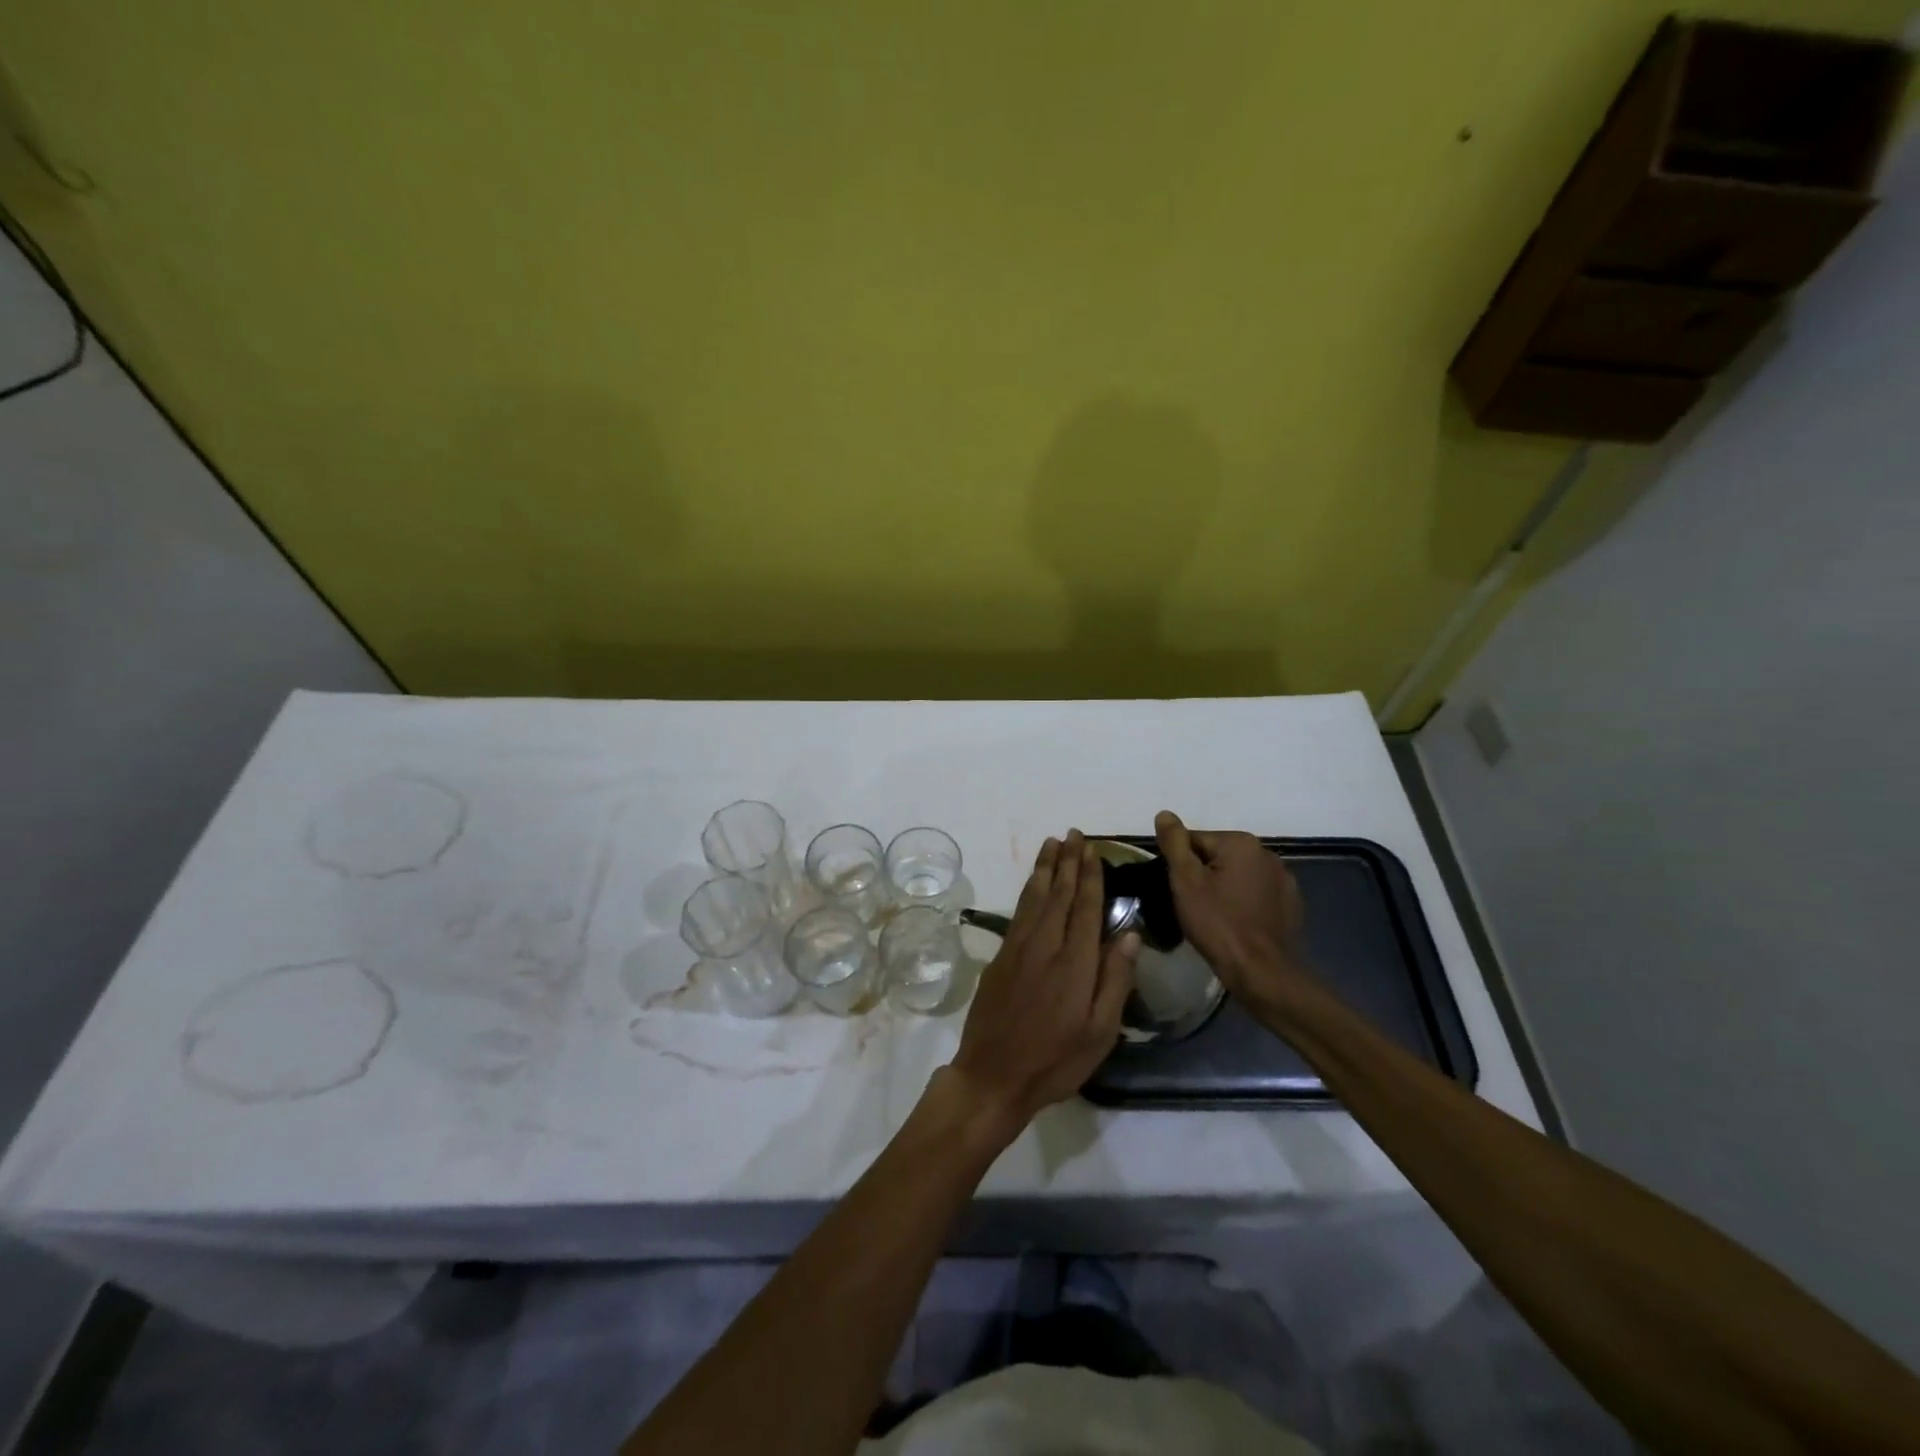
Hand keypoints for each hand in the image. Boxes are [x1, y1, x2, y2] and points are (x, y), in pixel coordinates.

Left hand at [948, 831, 1137, 1141]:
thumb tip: (1130, 933)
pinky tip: (1034, 882)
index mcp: (1075, 963)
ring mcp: (1018, 948)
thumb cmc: (1056, 1060)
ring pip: (1036, 897)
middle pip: (1060, 894)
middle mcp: (1046, 945)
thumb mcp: (1100, 1032)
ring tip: (1052, 844)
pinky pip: (1018, 911)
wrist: (993, 1076)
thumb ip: (1115, 979)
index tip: (1093, 850)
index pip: (1086, 908)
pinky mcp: (1000, 956)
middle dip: (1068, 862)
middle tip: (1074, 834)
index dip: (1091, 877)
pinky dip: (1028, 890)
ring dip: (1046, 868)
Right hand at [1155, 810, 1309, 1009]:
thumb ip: (1174, 843)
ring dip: (1224, 887)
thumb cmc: (1218, 924)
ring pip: (1238, 875)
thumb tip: (1165, 814)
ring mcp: (1283, 879)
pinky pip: (1256, 893)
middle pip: (1218, 855)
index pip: (1195, 840)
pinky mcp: (1291, 903)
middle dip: (1203, 875)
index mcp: (1241, 842)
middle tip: (1193, 906)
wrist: (1262, 972)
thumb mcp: (1186, 881)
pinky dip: (1244, 901)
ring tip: (1214, 916)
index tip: (1178, 891)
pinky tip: (1237, 923)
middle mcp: (1267, 853)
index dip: (1180, 865)